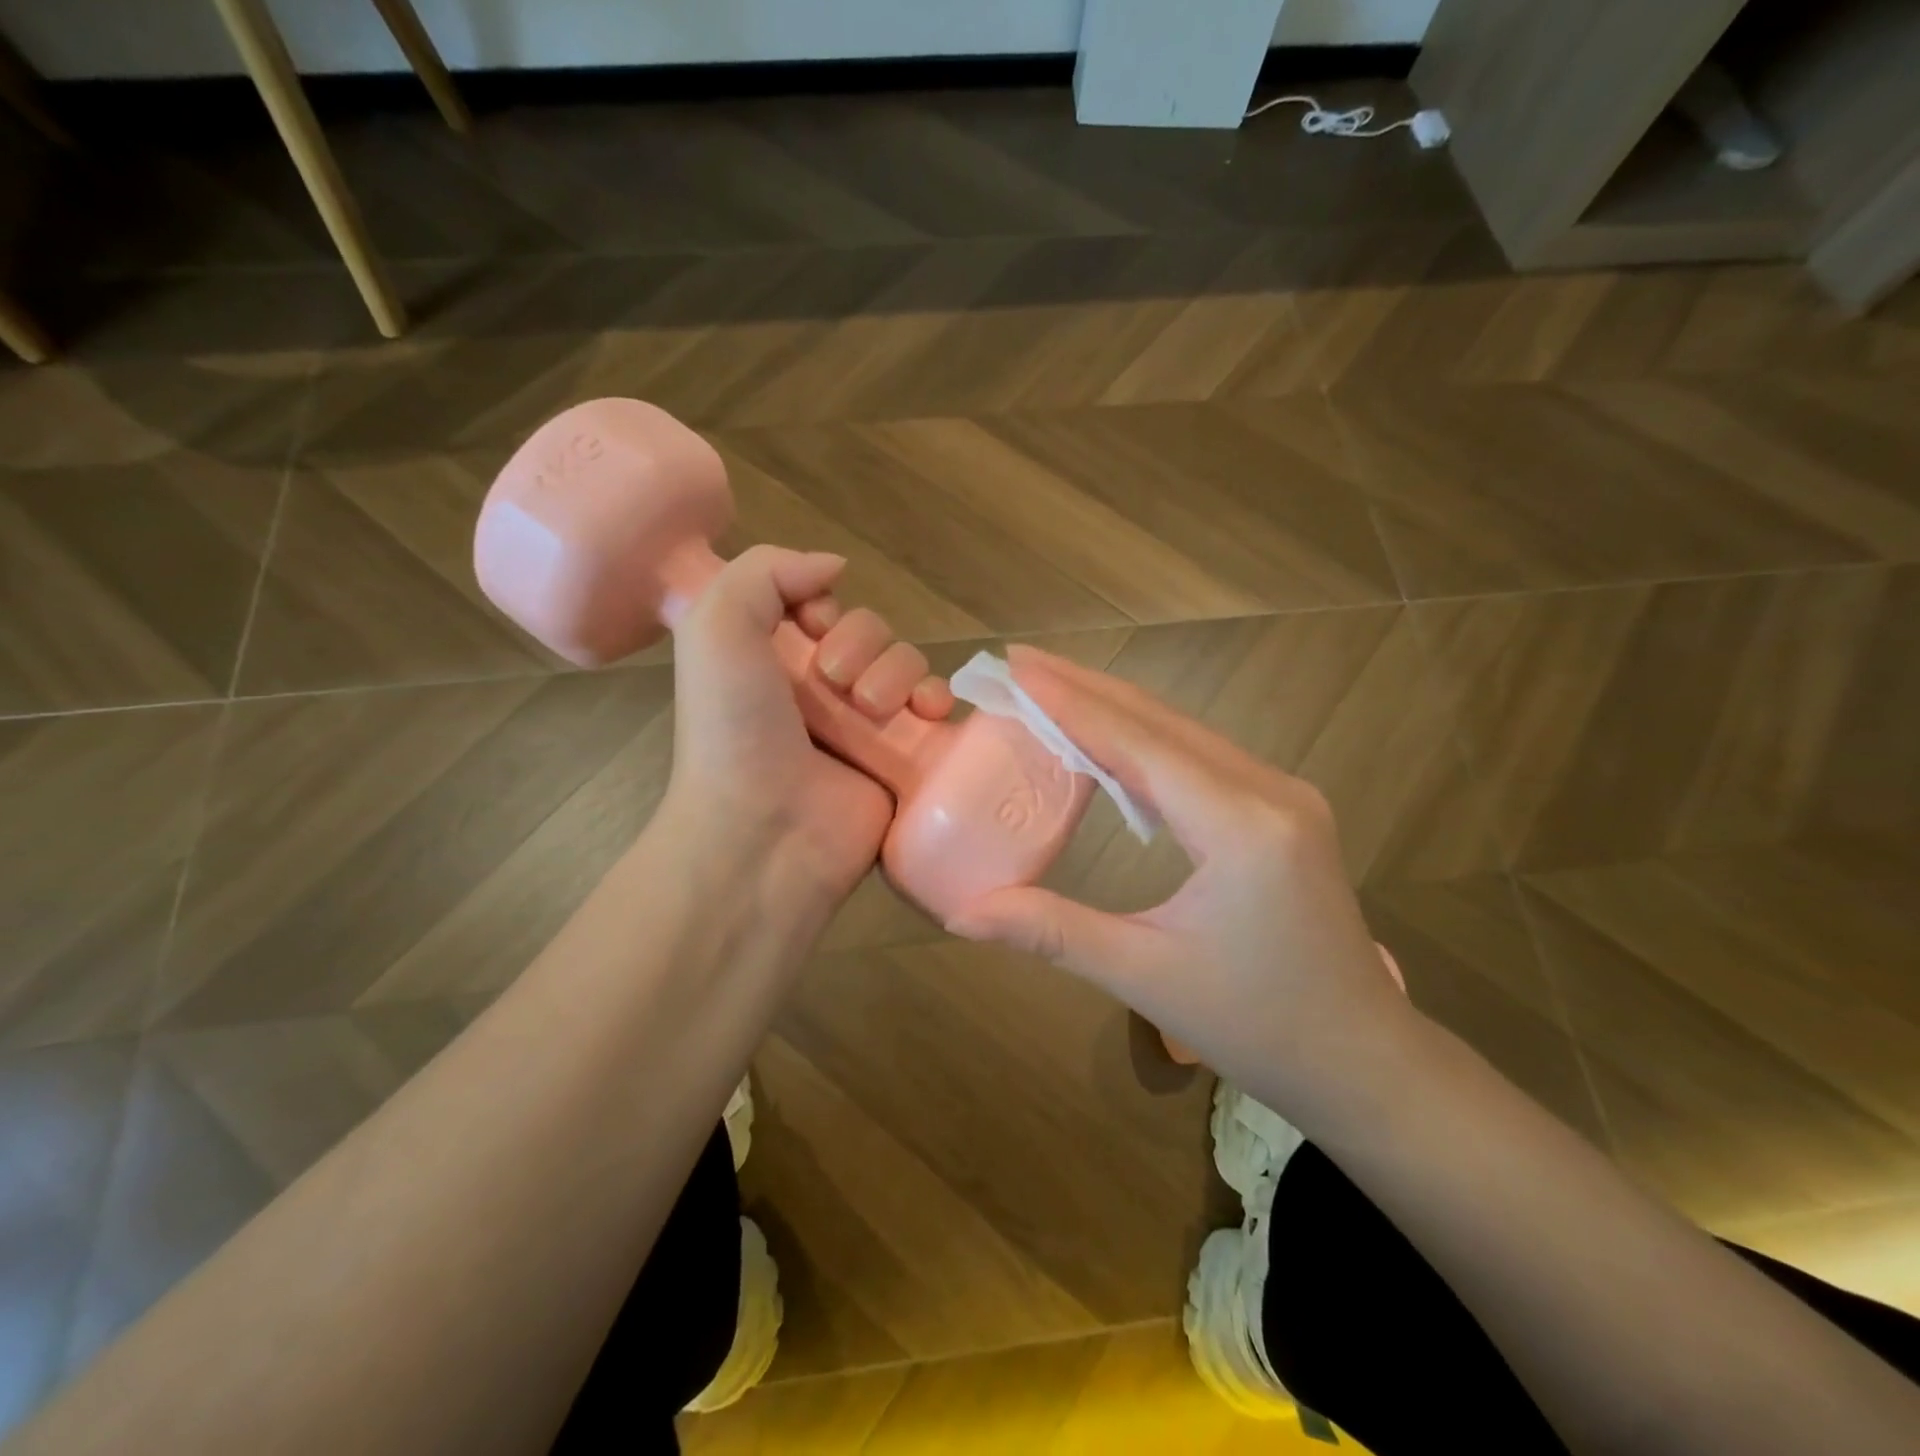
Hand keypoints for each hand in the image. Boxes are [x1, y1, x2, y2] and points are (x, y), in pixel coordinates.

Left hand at [662, 546, 953, 913]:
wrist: (766, 831)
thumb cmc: (735, 729)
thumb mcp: (716, 627)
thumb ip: (766, 570)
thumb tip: (834, 567)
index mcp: (772, 659)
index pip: (819, 605)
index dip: (822, 604)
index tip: (812, 625)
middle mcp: (818, 689)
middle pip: (870, 630)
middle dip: (860, 643)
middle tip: (835, 682)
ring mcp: (864, 725)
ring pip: (906, 663)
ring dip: (896, 672)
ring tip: (872, 709)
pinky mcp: (902, 757)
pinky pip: (934, 709)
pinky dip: (936, 700)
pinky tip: (927, 711)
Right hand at [944, 645, 1422, 1131]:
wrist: (1360, 1059)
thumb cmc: (1256, 1025)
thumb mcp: (1145, 975)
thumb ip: (1052, 931)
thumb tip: (960, 916)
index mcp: (1241, 827)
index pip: (1138, 745)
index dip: (1071, 703)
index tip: (1017, 668)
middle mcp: (1268, 791)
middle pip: (1162, 722)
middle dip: (1086, 688)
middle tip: (1021, 663)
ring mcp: (1282, 794)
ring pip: (1184, 732)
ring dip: (1116, 707)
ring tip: (1052, 688)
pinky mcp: (1282, 807)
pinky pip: (1202, 756)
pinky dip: (1146, 739)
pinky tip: (1110, 740)